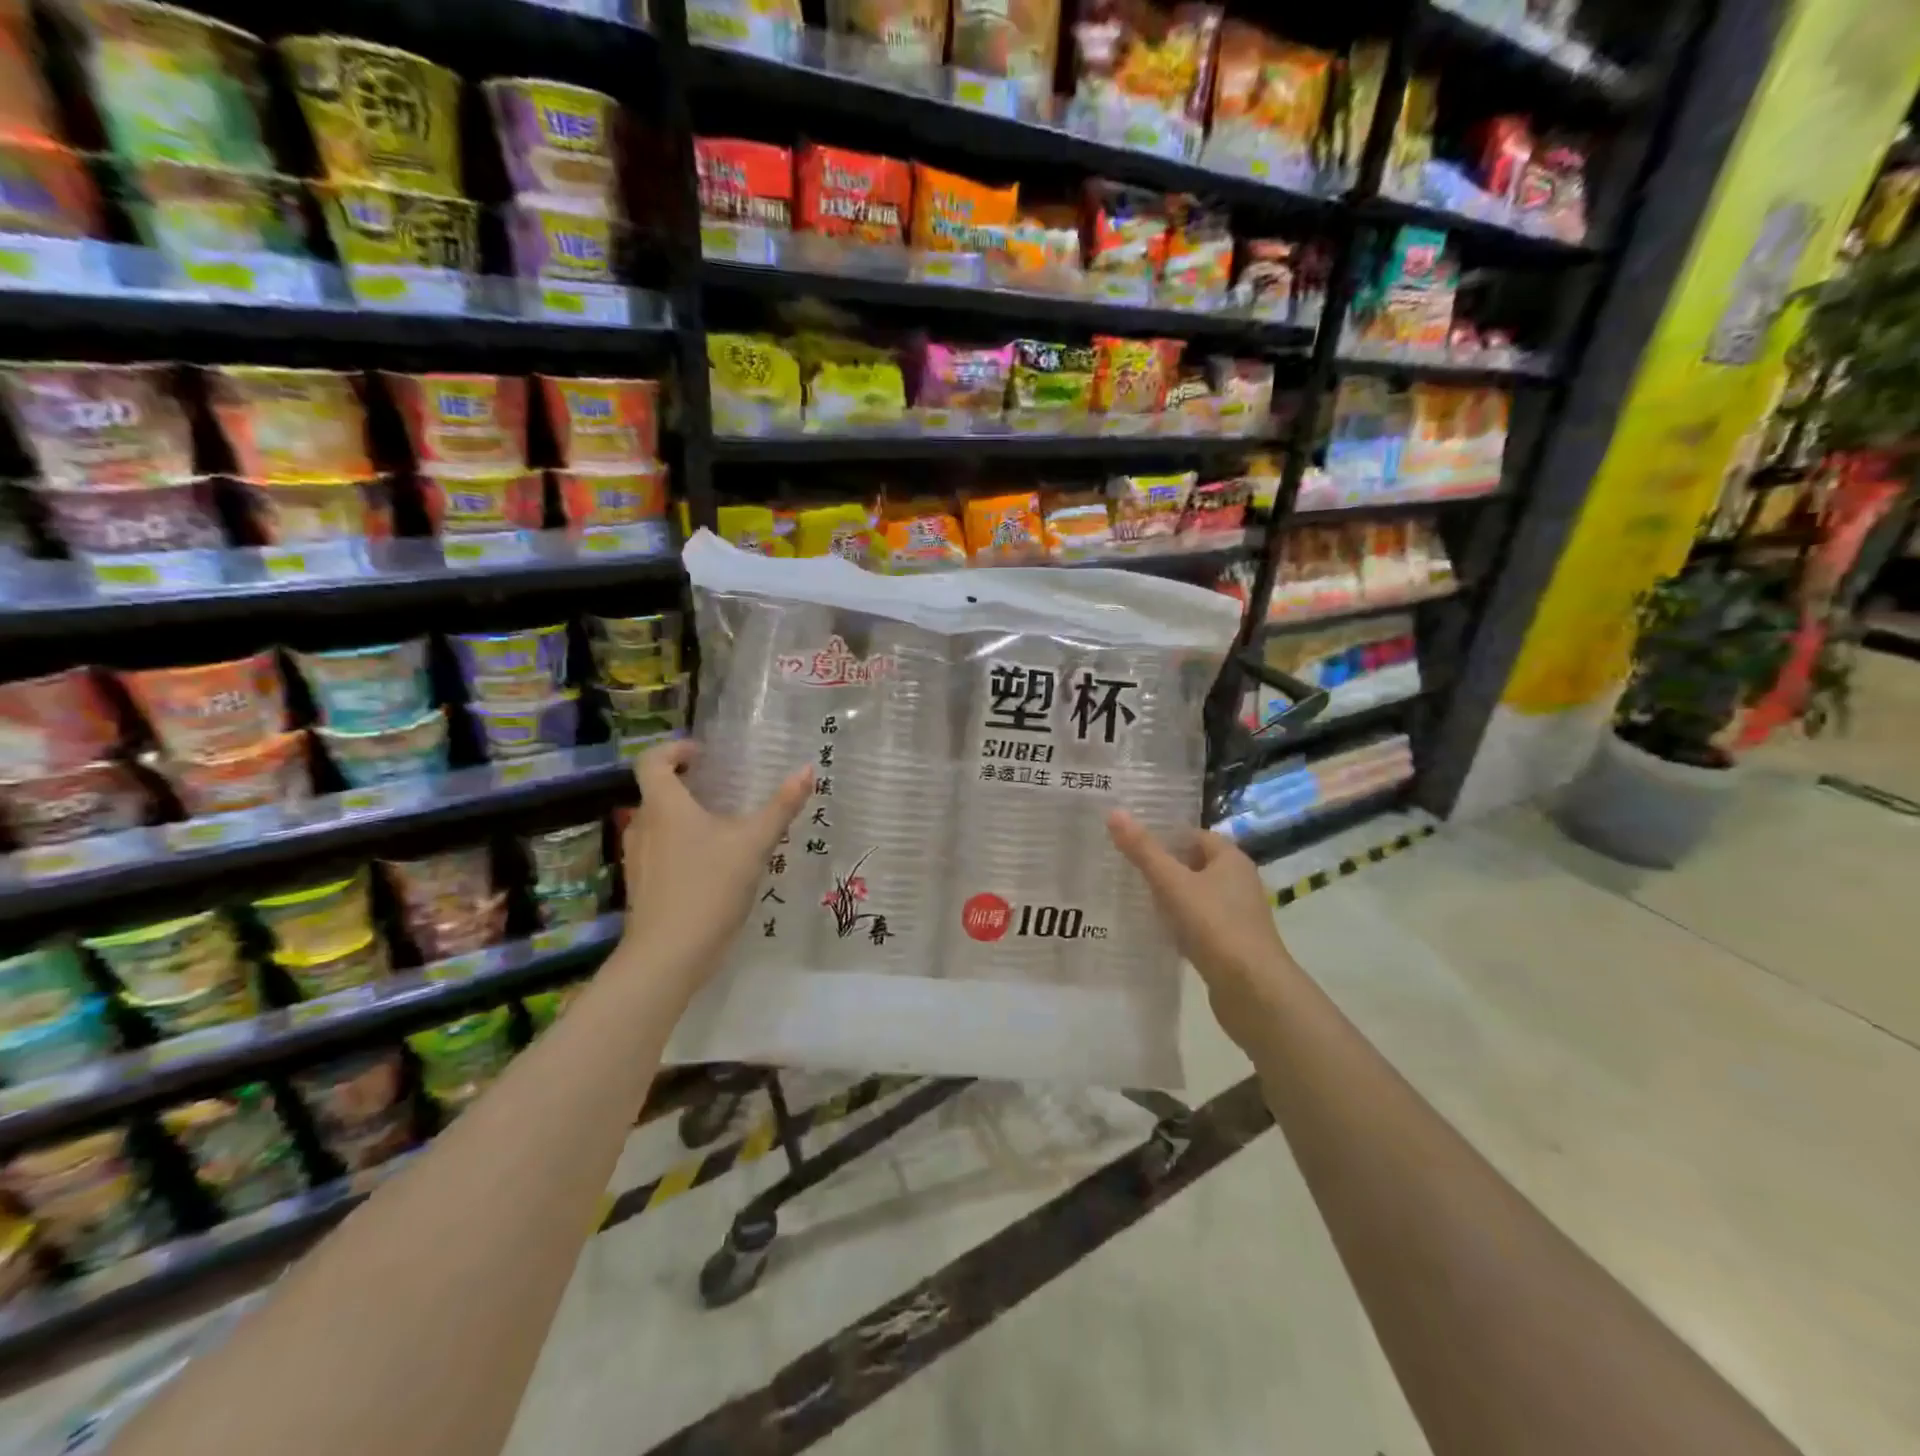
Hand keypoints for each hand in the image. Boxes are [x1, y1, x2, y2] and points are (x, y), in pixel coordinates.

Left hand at [619, 741, 812, 990]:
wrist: (669, 955)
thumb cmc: (709, 886)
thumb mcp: (754, 843)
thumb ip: (781, 806)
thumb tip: (807, 769)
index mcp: (664, 805)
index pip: (652, 760)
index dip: (674, 750)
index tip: (702, 754)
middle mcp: (642, 826)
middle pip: (656, 792)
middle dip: (686, 785)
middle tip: (721, 787)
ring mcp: (637, 859)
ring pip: (658, 824)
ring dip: (683, 817)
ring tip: (721, 827)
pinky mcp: (641, 886)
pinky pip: (659, 851)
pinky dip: (680, 846)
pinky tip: (710, 865)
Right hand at [1106, 810, 1297, 1050]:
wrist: (1253, 990)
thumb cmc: (1214, 925)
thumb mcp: (1172, 884)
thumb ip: (1144, 851)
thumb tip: (1115, 812)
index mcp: (1231, 859)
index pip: (1194, 835)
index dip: (1165, 836)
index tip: (1131, 842)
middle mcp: (1238, 882)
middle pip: (1195, 865)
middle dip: (1164, 867)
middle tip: (1125, 868)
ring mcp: (1237, 914)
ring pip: (1196, 896)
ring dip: (1170, 897)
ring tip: (1134, 898)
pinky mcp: (1231, 944)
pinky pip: (1199, 924)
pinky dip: (1179, 924)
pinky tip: (1157, 932)